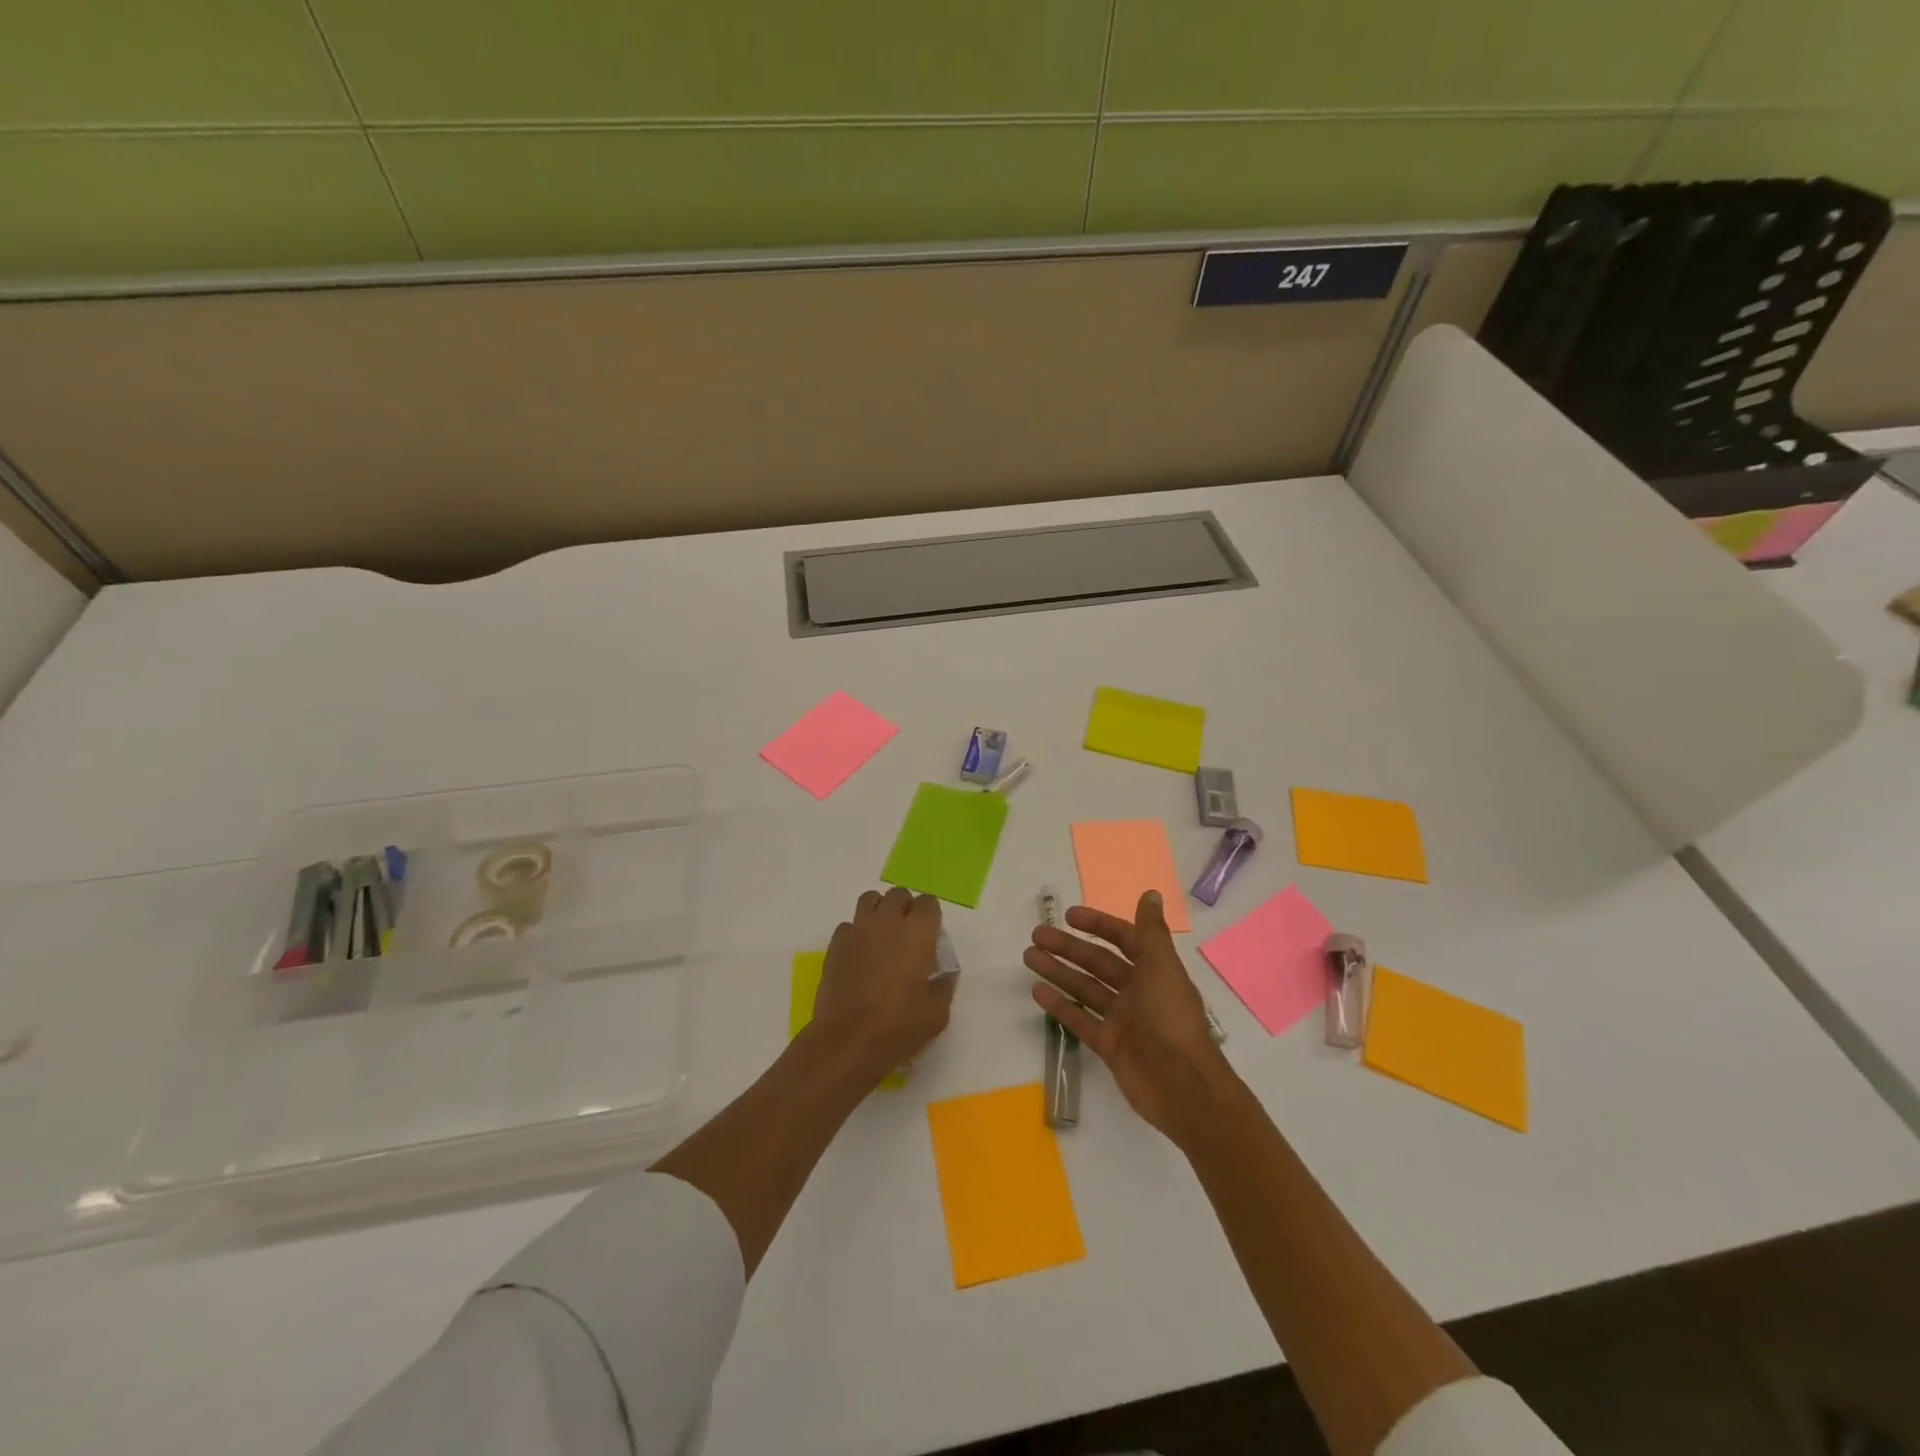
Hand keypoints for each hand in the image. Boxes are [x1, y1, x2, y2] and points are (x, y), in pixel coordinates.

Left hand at [808, 886, 955, 1088]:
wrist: (846, 1042)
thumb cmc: (898, 1027)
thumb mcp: (937, 1013)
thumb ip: (944, 985)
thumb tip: (942, 974)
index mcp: (917, 933)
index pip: (928, 903)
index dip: (931, 917)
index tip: (931, 937)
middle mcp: (887, 922)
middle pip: (898, 895)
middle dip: (906, 908)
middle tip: (908, 936)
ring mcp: (858, 930)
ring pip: (870, 900)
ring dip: (880, 911)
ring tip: (883, 937)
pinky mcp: (835, 945)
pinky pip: (849, 925)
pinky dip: (857, 932)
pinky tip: (860, 955)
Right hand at [1025, 890, 1239, 1144]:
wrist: (1182, 1086)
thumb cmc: (1171, 1018)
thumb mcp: (1162, 967)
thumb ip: (1151, 931)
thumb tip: (1151, 892)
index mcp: (1154, 970)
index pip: (1123, 939)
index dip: (1098, 925)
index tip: (1069, 915)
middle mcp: (1137, 991)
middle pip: (1097, 962)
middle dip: (1068, 947)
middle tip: (1037, 934)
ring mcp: (1122, 1019)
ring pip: (1085, 988)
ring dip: (1058, 971)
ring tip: (1029, 956)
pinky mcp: (1109, 1045)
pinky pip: (1080, 1019)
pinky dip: (1060, 1005)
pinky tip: (1038, 991)